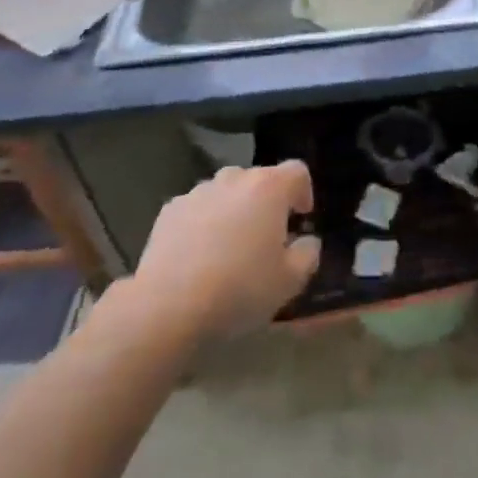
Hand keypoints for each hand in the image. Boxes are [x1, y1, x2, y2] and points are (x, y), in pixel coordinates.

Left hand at [132, 162, 320, 340]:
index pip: (297, 171)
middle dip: (267, 202)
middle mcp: (234, 179)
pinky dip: (204, 222)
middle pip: (259, 179)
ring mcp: (198, 191)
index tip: (301, 217)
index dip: (304, 191)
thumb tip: (307, 241)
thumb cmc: (240, 289)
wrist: (169, 305)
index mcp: (269, 188)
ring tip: (230, 246)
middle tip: (266, 237)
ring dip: (234, 210)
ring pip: (226, 192)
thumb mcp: (289, 281)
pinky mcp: (170, 209)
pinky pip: (197, 208)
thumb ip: (307, 255)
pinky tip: (199, 255)